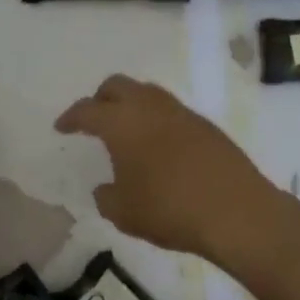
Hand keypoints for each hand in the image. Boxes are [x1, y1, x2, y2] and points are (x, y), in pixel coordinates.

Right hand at [55, 75, 287, 265]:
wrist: (237, 212)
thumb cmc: (170, 210)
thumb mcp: (124, 213)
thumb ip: (106, 197)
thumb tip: (106, 189)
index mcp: (123, 123)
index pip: (88, 110)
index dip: (71, 117)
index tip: (62, 127)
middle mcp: (151, 108)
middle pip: (119, 86)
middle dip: (101, 98)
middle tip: (94, 120)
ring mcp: (183, 114)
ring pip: (149, 94)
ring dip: (132, 106)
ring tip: (127, 132)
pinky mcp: (208, 127)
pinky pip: (172, 112)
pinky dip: (157, 121)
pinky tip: (159, 147)